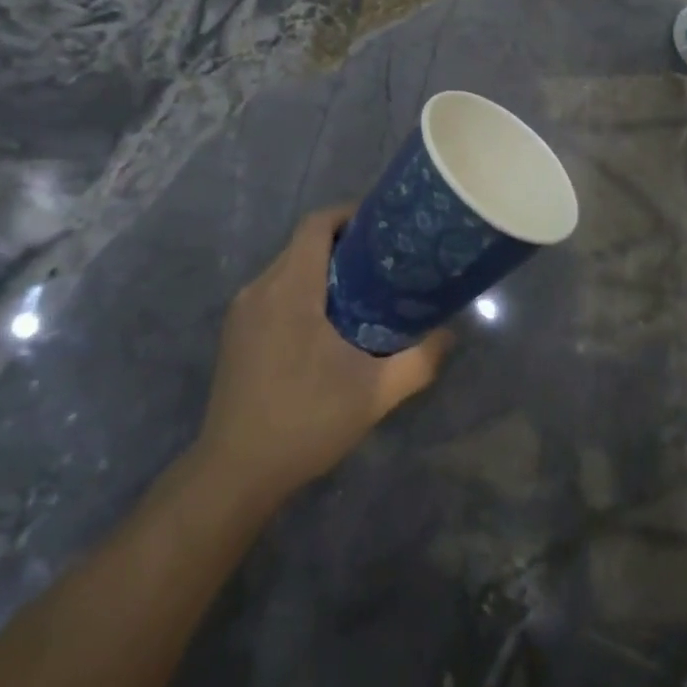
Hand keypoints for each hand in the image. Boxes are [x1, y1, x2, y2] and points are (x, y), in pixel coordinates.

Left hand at [194, 206, 450, 509]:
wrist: (235, 473)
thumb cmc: (306, 423)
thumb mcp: (375, 394)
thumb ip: (419, 360)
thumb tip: (450, 334)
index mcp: (290, 289)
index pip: (316, 225)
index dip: (350, 214)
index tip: (384, 228)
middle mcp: (260, 289)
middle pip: (303, 244)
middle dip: (343, 244)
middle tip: (385, 263)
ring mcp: (242, 312)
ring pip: (287, 268)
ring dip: (322, 269)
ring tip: (363, 292)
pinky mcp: (235, 333)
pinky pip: (273, 292)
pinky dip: (302, 291)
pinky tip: (326, 325)